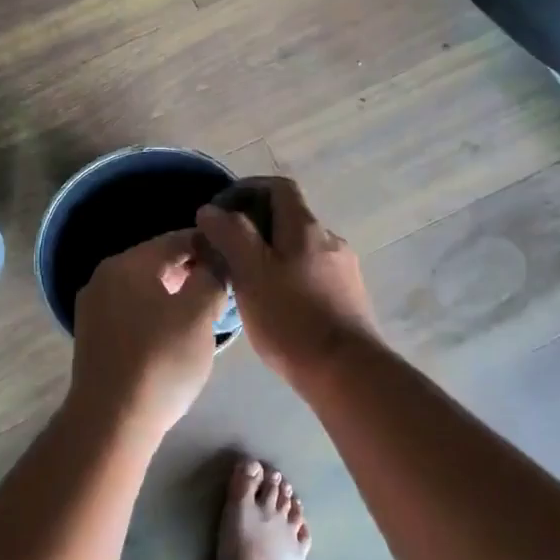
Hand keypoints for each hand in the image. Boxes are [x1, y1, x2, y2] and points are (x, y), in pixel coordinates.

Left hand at [68, 230, 227, 439]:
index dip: (208, 246)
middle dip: (191, 271)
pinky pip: (131, 311)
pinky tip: (174, 333)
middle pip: (156, 262)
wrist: (112, 421)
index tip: (235, 259)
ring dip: (174, 293)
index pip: (175, 240)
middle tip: (223, 288)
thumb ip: (211, 278)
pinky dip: (155, 313)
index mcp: (126, 264)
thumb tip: (215, 262)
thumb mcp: (199, 314)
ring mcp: (93, 308)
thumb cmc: (161, 361)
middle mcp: (103, 277)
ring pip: (143, 288)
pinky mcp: (92, 336)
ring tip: (204, 312)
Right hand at [196, 177, 380, 383]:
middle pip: (289, 217)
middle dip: (255, 226)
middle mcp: (329, 240)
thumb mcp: (251, 272)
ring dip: (271, 253)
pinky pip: (311, 273)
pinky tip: (273, 304)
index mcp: (305, 227)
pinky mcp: (348, 298)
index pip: (278, 187)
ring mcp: (343, 270)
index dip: (248, 189)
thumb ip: (230, 235)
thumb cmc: (291, 318)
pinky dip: (288, 276)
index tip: (221, 210)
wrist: (347, 372)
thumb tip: (211, 210)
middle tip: (225, 250)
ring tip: (245, 280)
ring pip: (299, 248)